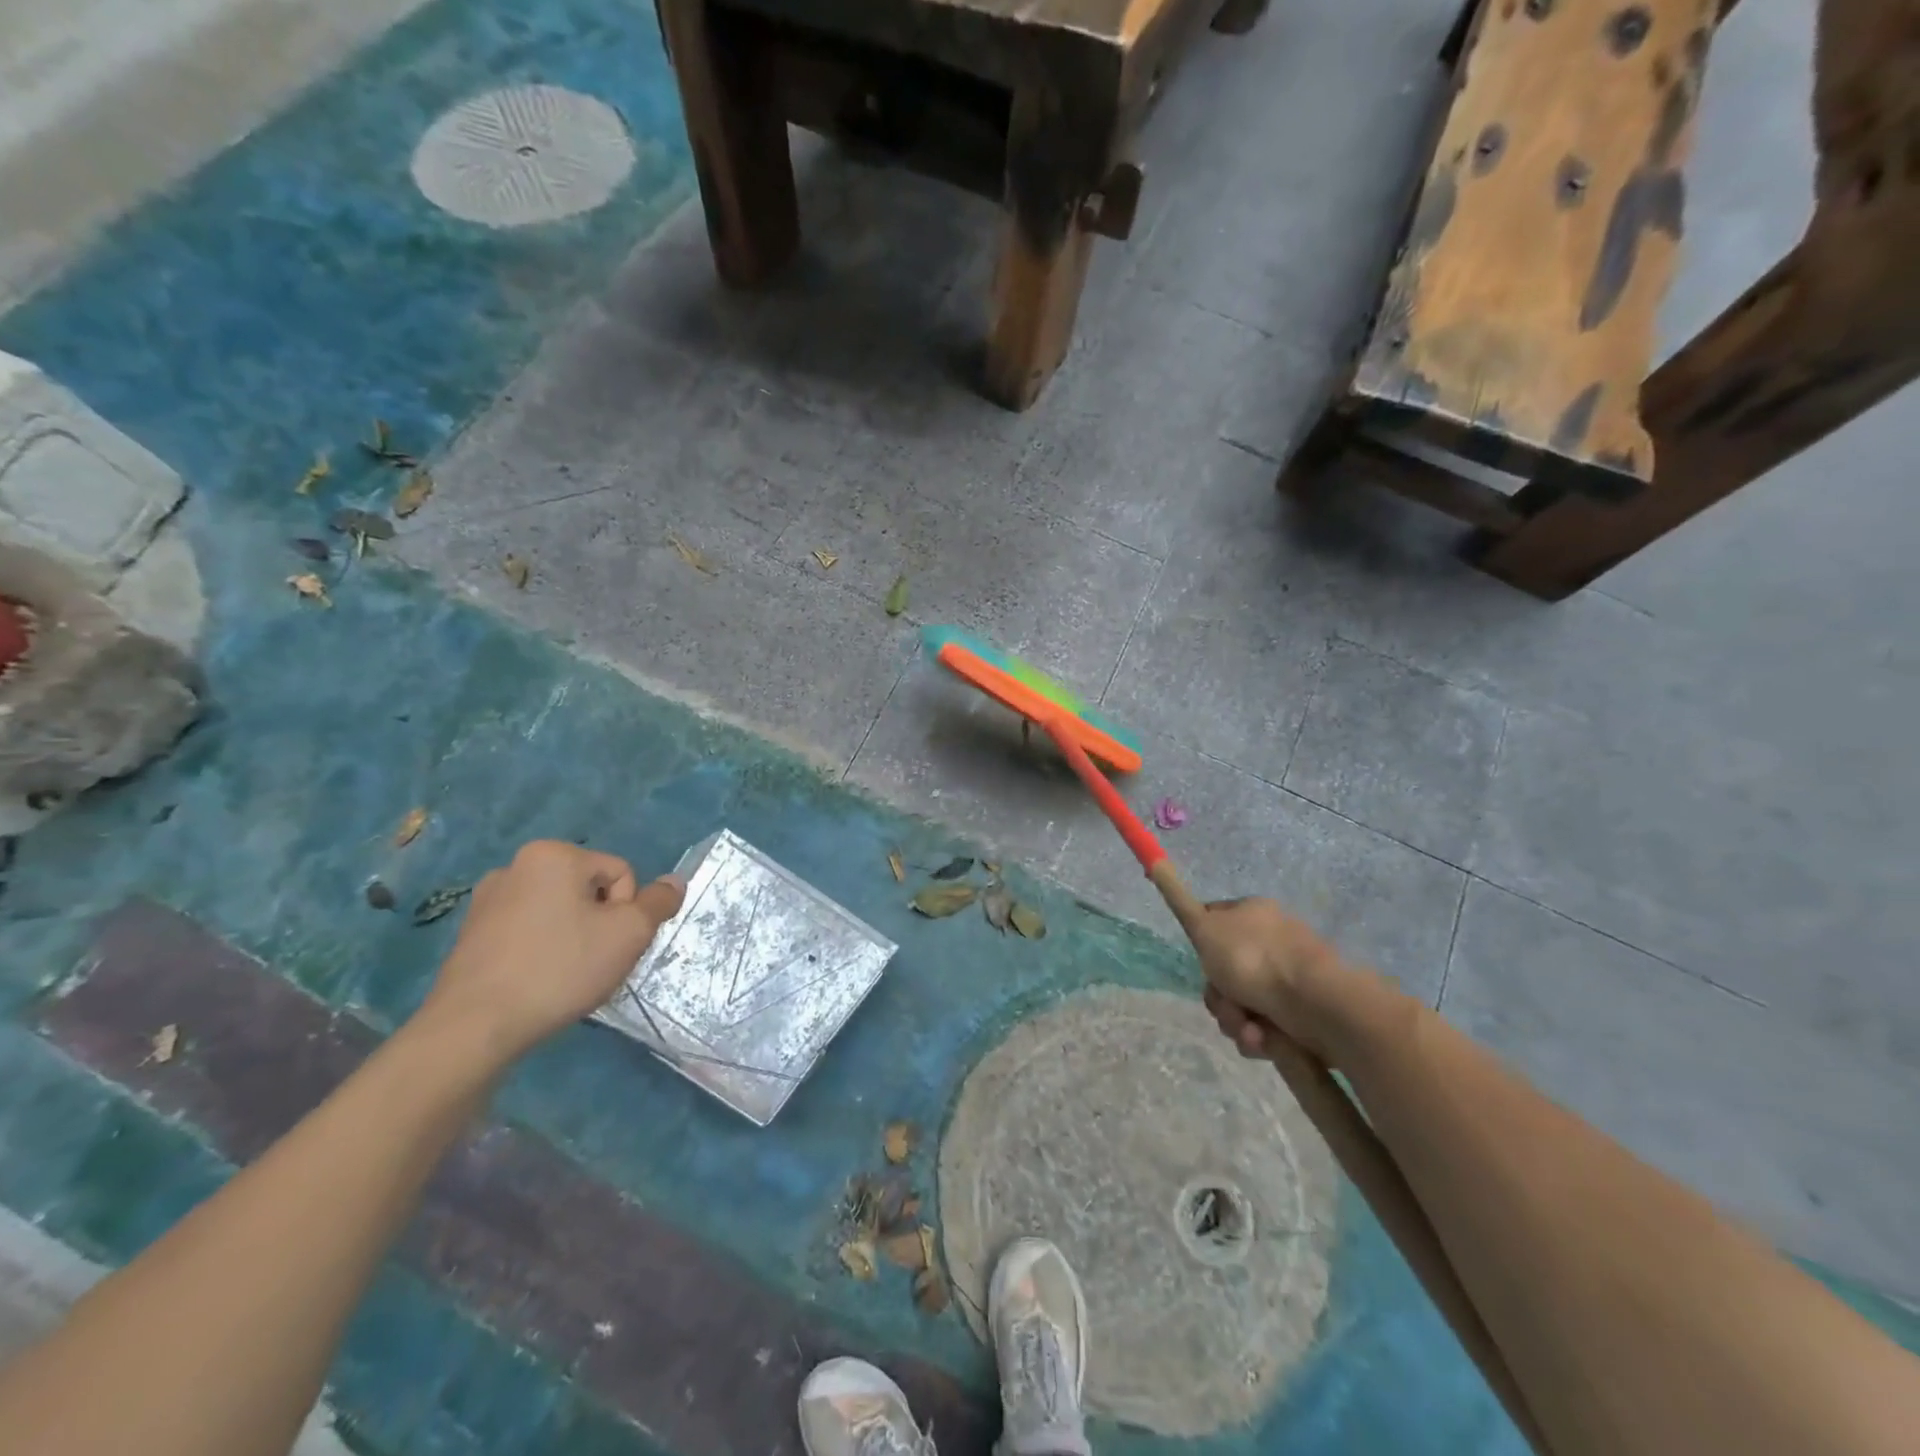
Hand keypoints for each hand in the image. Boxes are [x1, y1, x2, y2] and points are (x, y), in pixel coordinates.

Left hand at [418, 840, 685, 1067]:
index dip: (627, 912)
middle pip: (589, 890)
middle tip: (593, 961)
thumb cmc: (560, 968)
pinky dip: (541, 948)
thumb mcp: (629, 934)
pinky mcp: (471, 932)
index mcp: (554, 855)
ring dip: (572, 936)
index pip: (621, 874)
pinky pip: (527, 930)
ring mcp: (488, 899)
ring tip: (564, 974)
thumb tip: (675, 881)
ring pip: (558, 911)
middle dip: (600, 923)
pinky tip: (537, 979)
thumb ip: (659, 903)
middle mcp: (517, 865)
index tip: (611, 945)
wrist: (475, 1026)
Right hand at [1187, 897, 1345, 1061]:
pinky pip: (1264, 1027)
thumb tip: (1155, 860)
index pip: (1213, 923)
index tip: (1202, 961)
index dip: (1202, 946)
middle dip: (1219, 995)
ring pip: (1240, 1003)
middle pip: (1223, 971)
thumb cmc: (1253, 959)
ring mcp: (1289, 978)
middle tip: (1225, 1002)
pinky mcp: (1302, 1013)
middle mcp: (1272, 941)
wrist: (1314, 1003)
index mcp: (1253, 913)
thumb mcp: (1204, 927)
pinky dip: (1258, 1036)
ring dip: (1235, 1020)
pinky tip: (1264, 1039)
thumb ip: (1177, 899)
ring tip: (1249, 1028)